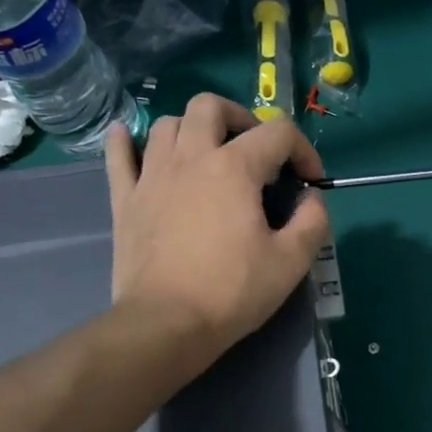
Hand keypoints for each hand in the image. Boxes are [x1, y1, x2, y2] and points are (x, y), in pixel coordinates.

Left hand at [105, 95, 330, 360]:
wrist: (166, 324)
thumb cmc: (232, 291)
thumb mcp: (292, 261)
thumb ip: (313, 221)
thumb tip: (311, 199)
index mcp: (234, 168)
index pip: (278, 133)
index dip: (303, 150)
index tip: (309, 182)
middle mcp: (190, 157)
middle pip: (210, 107)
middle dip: (240, 118)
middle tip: (254, 152)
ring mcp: (151, 176)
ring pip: (167, 125)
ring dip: (192, 130)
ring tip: (208, 156)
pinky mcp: (125, 200)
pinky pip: (118, 155)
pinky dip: (126, 141)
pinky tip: (130, 138)